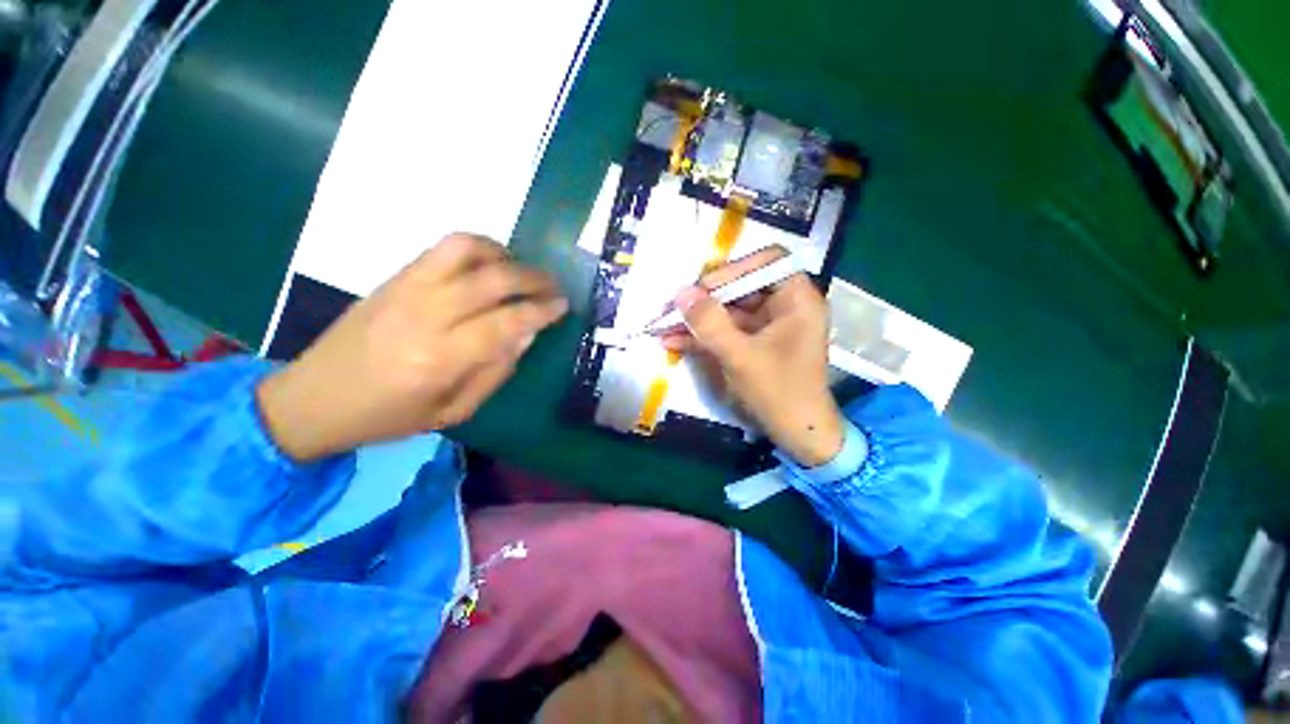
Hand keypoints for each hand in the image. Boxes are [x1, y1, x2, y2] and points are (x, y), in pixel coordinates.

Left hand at [257, 234, 567, 461]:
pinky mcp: (394, 278)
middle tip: (553, 286)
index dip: (541, 310)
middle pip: (492, 279)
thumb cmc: (388, 416)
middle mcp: (425, 315)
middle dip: (533, 278)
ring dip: (504, 254)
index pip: (506, 321)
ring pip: (466, 250)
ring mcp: (406, 289)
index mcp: (440, 359)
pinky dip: (476, 248)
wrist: (314, 398)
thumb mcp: (453, 412)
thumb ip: (495, 372)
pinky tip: (490, 264)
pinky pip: (442, 248)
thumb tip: (526, 334)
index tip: (562, 305)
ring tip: (521, 270)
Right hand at [660, 258, 843, 466]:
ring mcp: (768, 327)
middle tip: (675, 307)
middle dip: (705, 299)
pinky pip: (727, 332)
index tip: (704, 287)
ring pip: (729, 312)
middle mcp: (785, 307)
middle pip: (742, 287)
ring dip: (698, 319)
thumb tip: (681, 293)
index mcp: (797, 300)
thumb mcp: (740, 356)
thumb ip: (710, 323)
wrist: (799, 436)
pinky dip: (703, 336)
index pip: (767, 261)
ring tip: (663, 323)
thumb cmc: (779, 392)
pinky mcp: (754, 345)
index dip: (734, 269)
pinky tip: (673, 341)